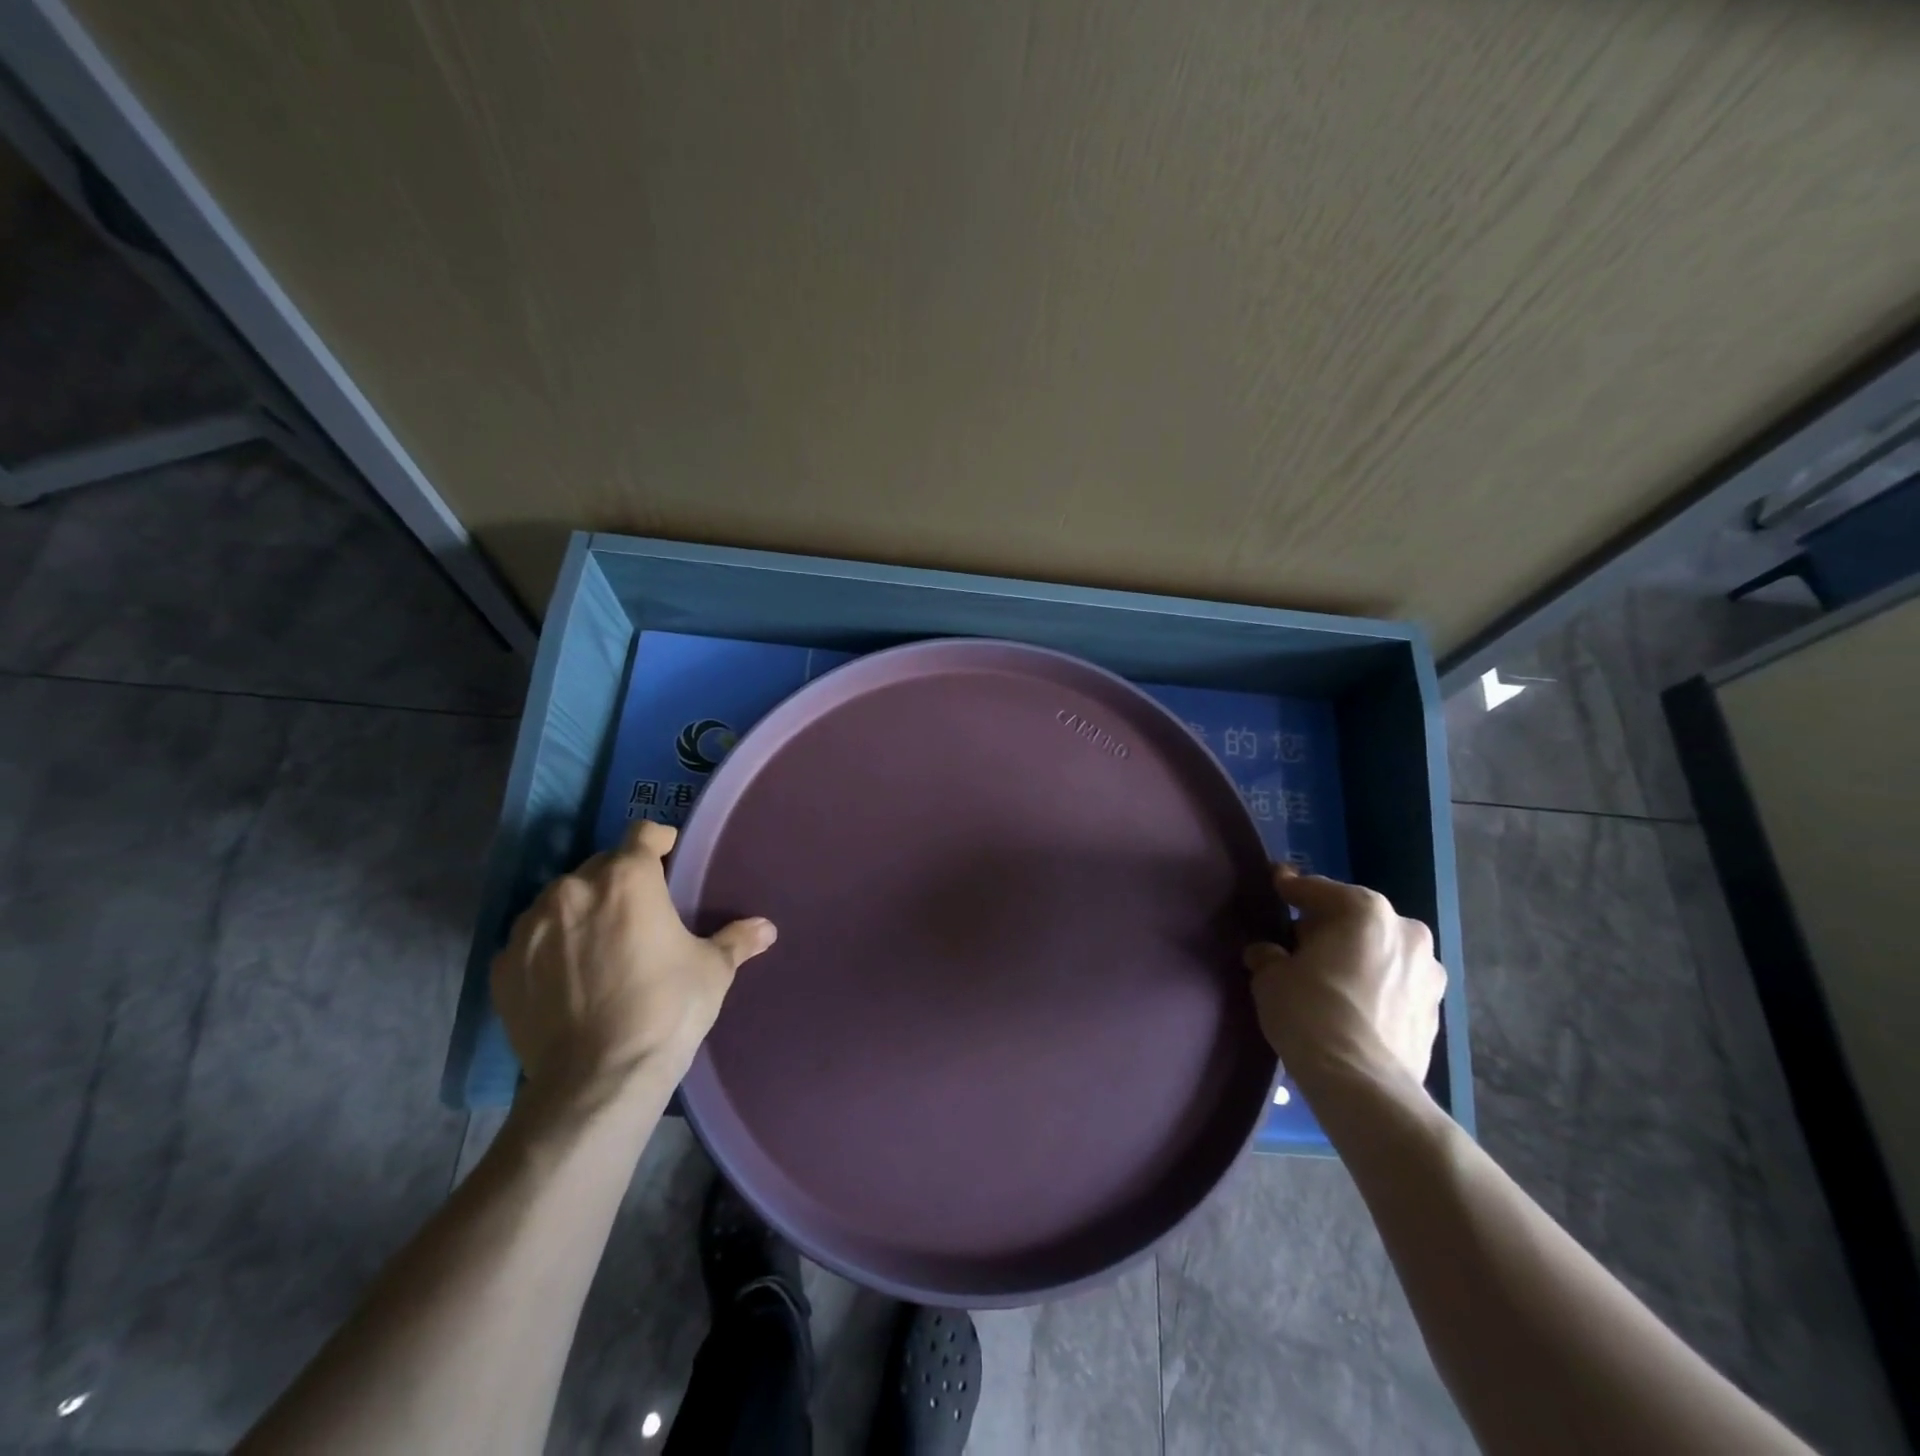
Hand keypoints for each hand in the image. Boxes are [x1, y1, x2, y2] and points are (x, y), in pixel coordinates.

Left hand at [491, 821, 776, 1099]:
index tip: (669, 858)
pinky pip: (532, 940)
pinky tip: (569, 978)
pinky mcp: (504, 965)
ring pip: (562, 901)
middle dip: (621, 881)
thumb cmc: (666, 1009)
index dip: (659, 841)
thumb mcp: (712, 971)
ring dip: (582, 911)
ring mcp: (531, 927)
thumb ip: (737, 940)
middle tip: (641, 913)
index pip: (642, 833)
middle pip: (600, 866)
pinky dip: (551, 948)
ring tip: (601, 946)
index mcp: (627, 878)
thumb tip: (767, 928)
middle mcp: (572, 889)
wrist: (597, 1079)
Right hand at [1242, 866, 1445, 1093]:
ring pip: (1380, 953)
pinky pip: (1394, 986)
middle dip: (1327, 928)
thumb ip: (1269, 955)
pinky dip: (1374, 988)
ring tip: (1327, 980)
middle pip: (1354, 920)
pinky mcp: (1435, 1011)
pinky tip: (1351, 1008)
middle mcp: (1406, 931)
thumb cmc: (1311, 1013)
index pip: (1316, 889)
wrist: (1363, 1085)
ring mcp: (1429, 973)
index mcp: (1365, 911)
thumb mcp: (1271, 977)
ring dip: (1355, 959)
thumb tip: (1267, 954)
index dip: (1290, 888)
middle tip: (1297, 946)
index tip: (1276, 884)